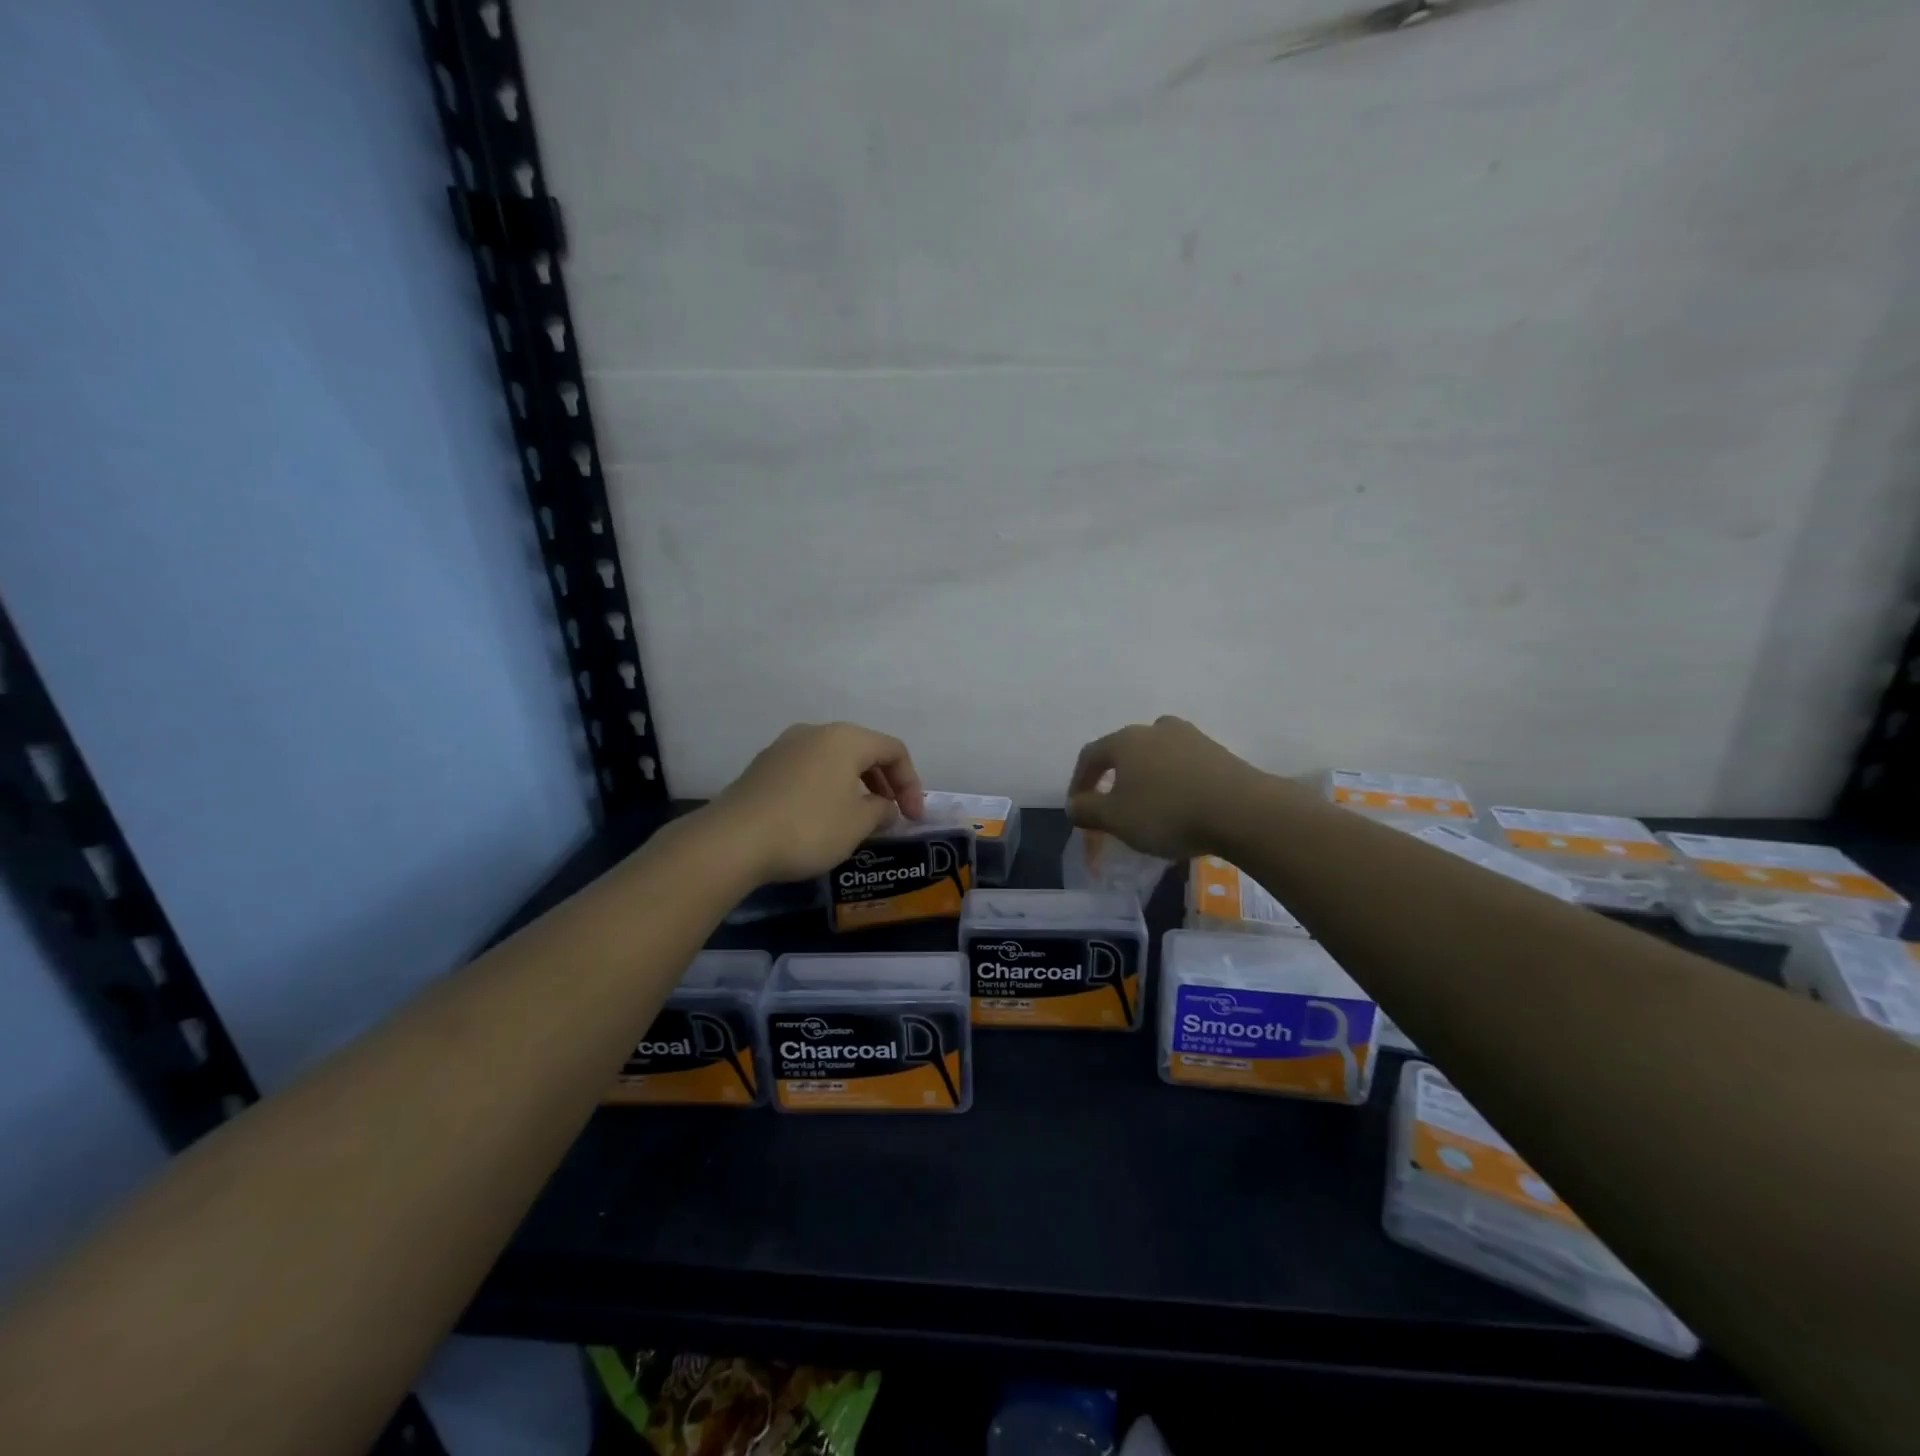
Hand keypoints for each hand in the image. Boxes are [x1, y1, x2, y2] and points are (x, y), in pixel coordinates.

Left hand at [708, 722, 925, 883]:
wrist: (732, 841)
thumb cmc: (808, 827)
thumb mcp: (857, 824)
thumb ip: (881, 810)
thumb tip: (884, 807)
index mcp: (845, 738)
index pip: (893, 750)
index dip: (911, 783)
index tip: (913, 818)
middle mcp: (815, 732)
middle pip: (863, 751)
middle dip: (884, 783)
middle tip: (891, 816)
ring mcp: (784, 747)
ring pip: (834, 761)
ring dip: (855, 786)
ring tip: (859, 819)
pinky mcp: (763, 768)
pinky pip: (809, 771)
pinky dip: (827, 789)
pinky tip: (823, 818)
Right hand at [1065, 716, 1270, 859]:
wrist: (1242, 810)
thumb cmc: (1167, 812)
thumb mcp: (1115, 819)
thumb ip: (1087, 811)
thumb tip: (1073, 805)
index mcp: (1125, 740)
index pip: (1090, 755)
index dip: (1078, 781)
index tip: (1078, 807)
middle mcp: (1155, 729)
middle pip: (1124, 750)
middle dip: (1113, 777)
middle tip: (1112, 804)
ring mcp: (1190, 737)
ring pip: (1156, 755)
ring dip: (1146, 777)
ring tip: (1148, 805)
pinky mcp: (1218, 752)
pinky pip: (1183, 765)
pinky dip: (1173, 782)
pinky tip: (1180, 805)